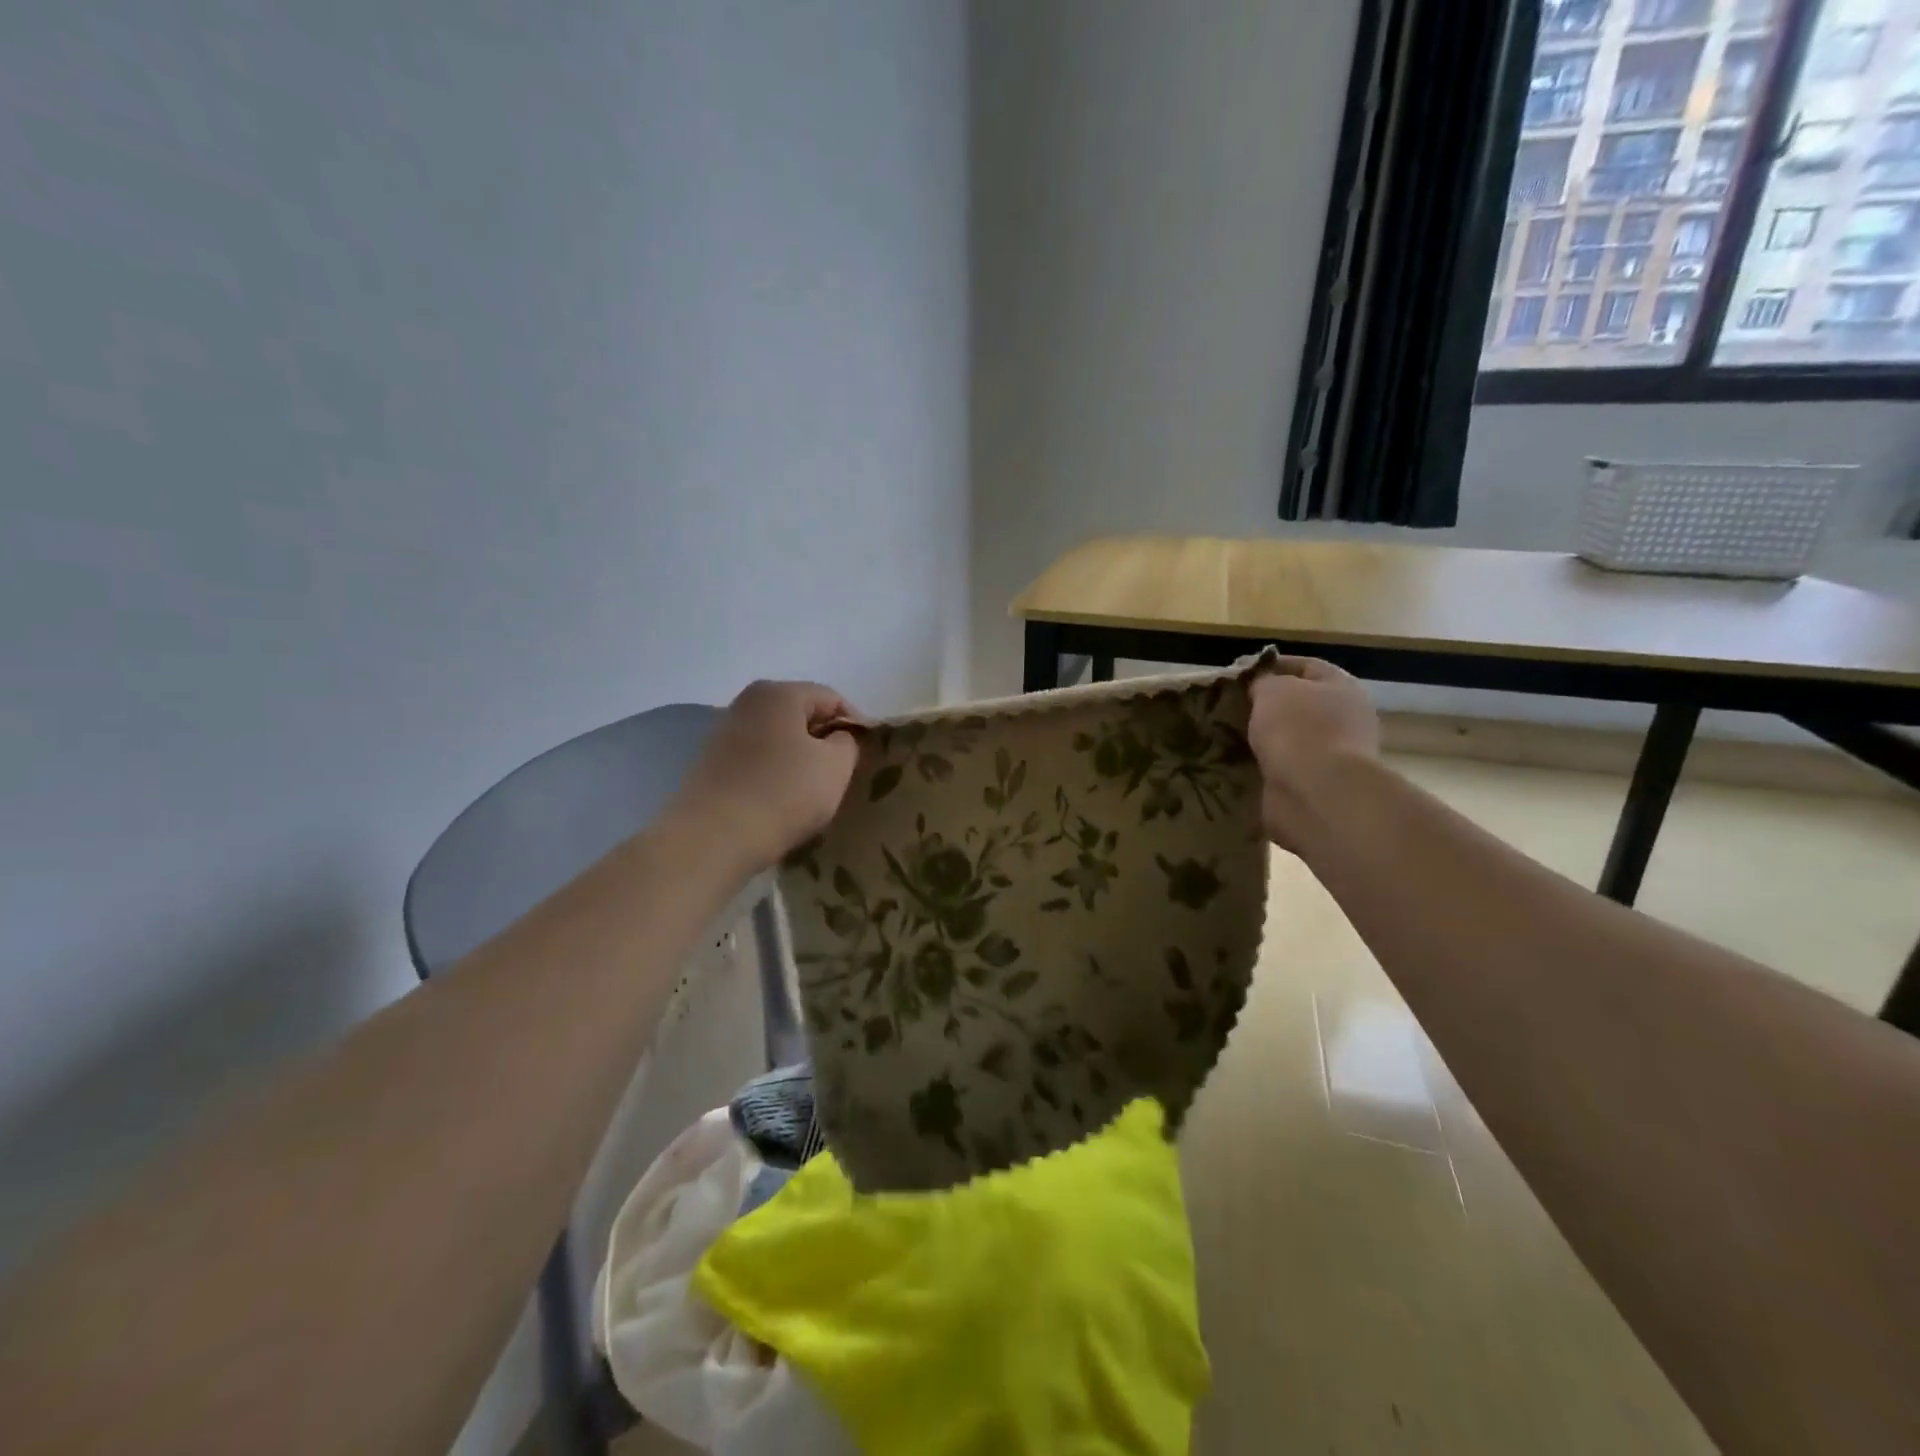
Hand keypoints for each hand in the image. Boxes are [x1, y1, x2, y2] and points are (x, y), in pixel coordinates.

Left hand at [669, 680, 861, 874]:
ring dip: (797, 759)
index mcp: (778, 693)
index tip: (864, 757)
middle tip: (840, 775)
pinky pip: (755, 760)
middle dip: (823, 741)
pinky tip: (779, 801)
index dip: (854, 725)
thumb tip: (838, 738)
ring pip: (777, 738)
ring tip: (810, 792)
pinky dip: (773, 773)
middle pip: (800, 715)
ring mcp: (723, 732)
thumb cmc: (783, 794)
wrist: (713, 839)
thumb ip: (847, 742)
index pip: (832, 699)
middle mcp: (746, 702)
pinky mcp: (710, 763)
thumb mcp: (835, 766)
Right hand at [1247, 657, 1379, 851]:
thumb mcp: (1273, 690)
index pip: (1304, 666)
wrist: (1316, 794)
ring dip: (1263, 737)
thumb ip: (1263, 681)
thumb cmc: (1299, 730)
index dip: (1271, 666)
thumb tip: (1260, 685)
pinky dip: (1264, 764)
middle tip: (1229, 707)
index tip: (1238, 675)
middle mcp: (1343, 718)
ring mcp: (1332, 754)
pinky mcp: (1316, 784)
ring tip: (1227, 735)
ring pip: (1289, 736)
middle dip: (1265, 705)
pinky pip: (1284, 766)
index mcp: (1341, 687)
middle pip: (1298, 703)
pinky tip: (1239, 763)